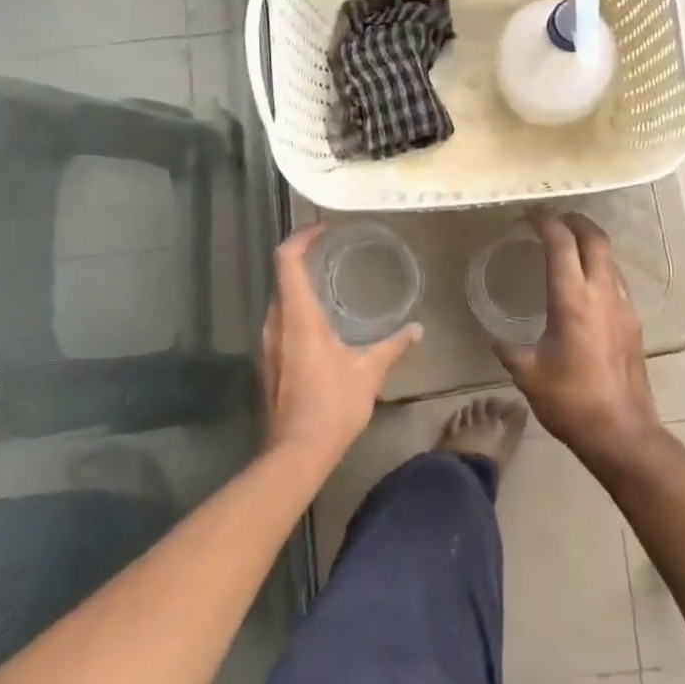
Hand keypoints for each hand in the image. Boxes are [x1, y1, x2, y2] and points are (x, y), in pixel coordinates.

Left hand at [260, 224, 421, 466]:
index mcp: (298, 317)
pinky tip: (322, 325)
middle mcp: (276, 324)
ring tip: (330, 285)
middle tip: (332, 254)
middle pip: (281, 278)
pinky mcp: (268, 364)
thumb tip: (417, 330)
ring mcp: (267, 345)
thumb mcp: (369, 372)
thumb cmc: (332, 406)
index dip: (300, 237)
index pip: (287, 261)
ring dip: (300, 288)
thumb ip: (392, 346)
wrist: (295, 454)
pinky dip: (297, 312)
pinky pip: (280, 324)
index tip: (322, 229)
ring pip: (279, 303)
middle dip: (303, 260)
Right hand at [491, 210, 660, 471]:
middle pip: (595, 238)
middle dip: (575, 220)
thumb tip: (495, 338)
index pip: (561, 243)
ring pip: (610, 258)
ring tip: (568, 244)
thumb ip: (508, 349)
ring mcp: (623, 307)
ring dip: (590, 242)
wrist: (622, 432)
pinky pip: (617, 280)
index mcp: (573, 300)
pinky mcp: (634, 322)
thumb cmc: (570, 401)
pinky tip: (585, 283)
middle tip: (554, 217)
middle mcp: (602, 294)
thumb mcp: (528, 374)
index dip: (545, 222)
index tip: (529, 215)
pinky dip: (600, 267)